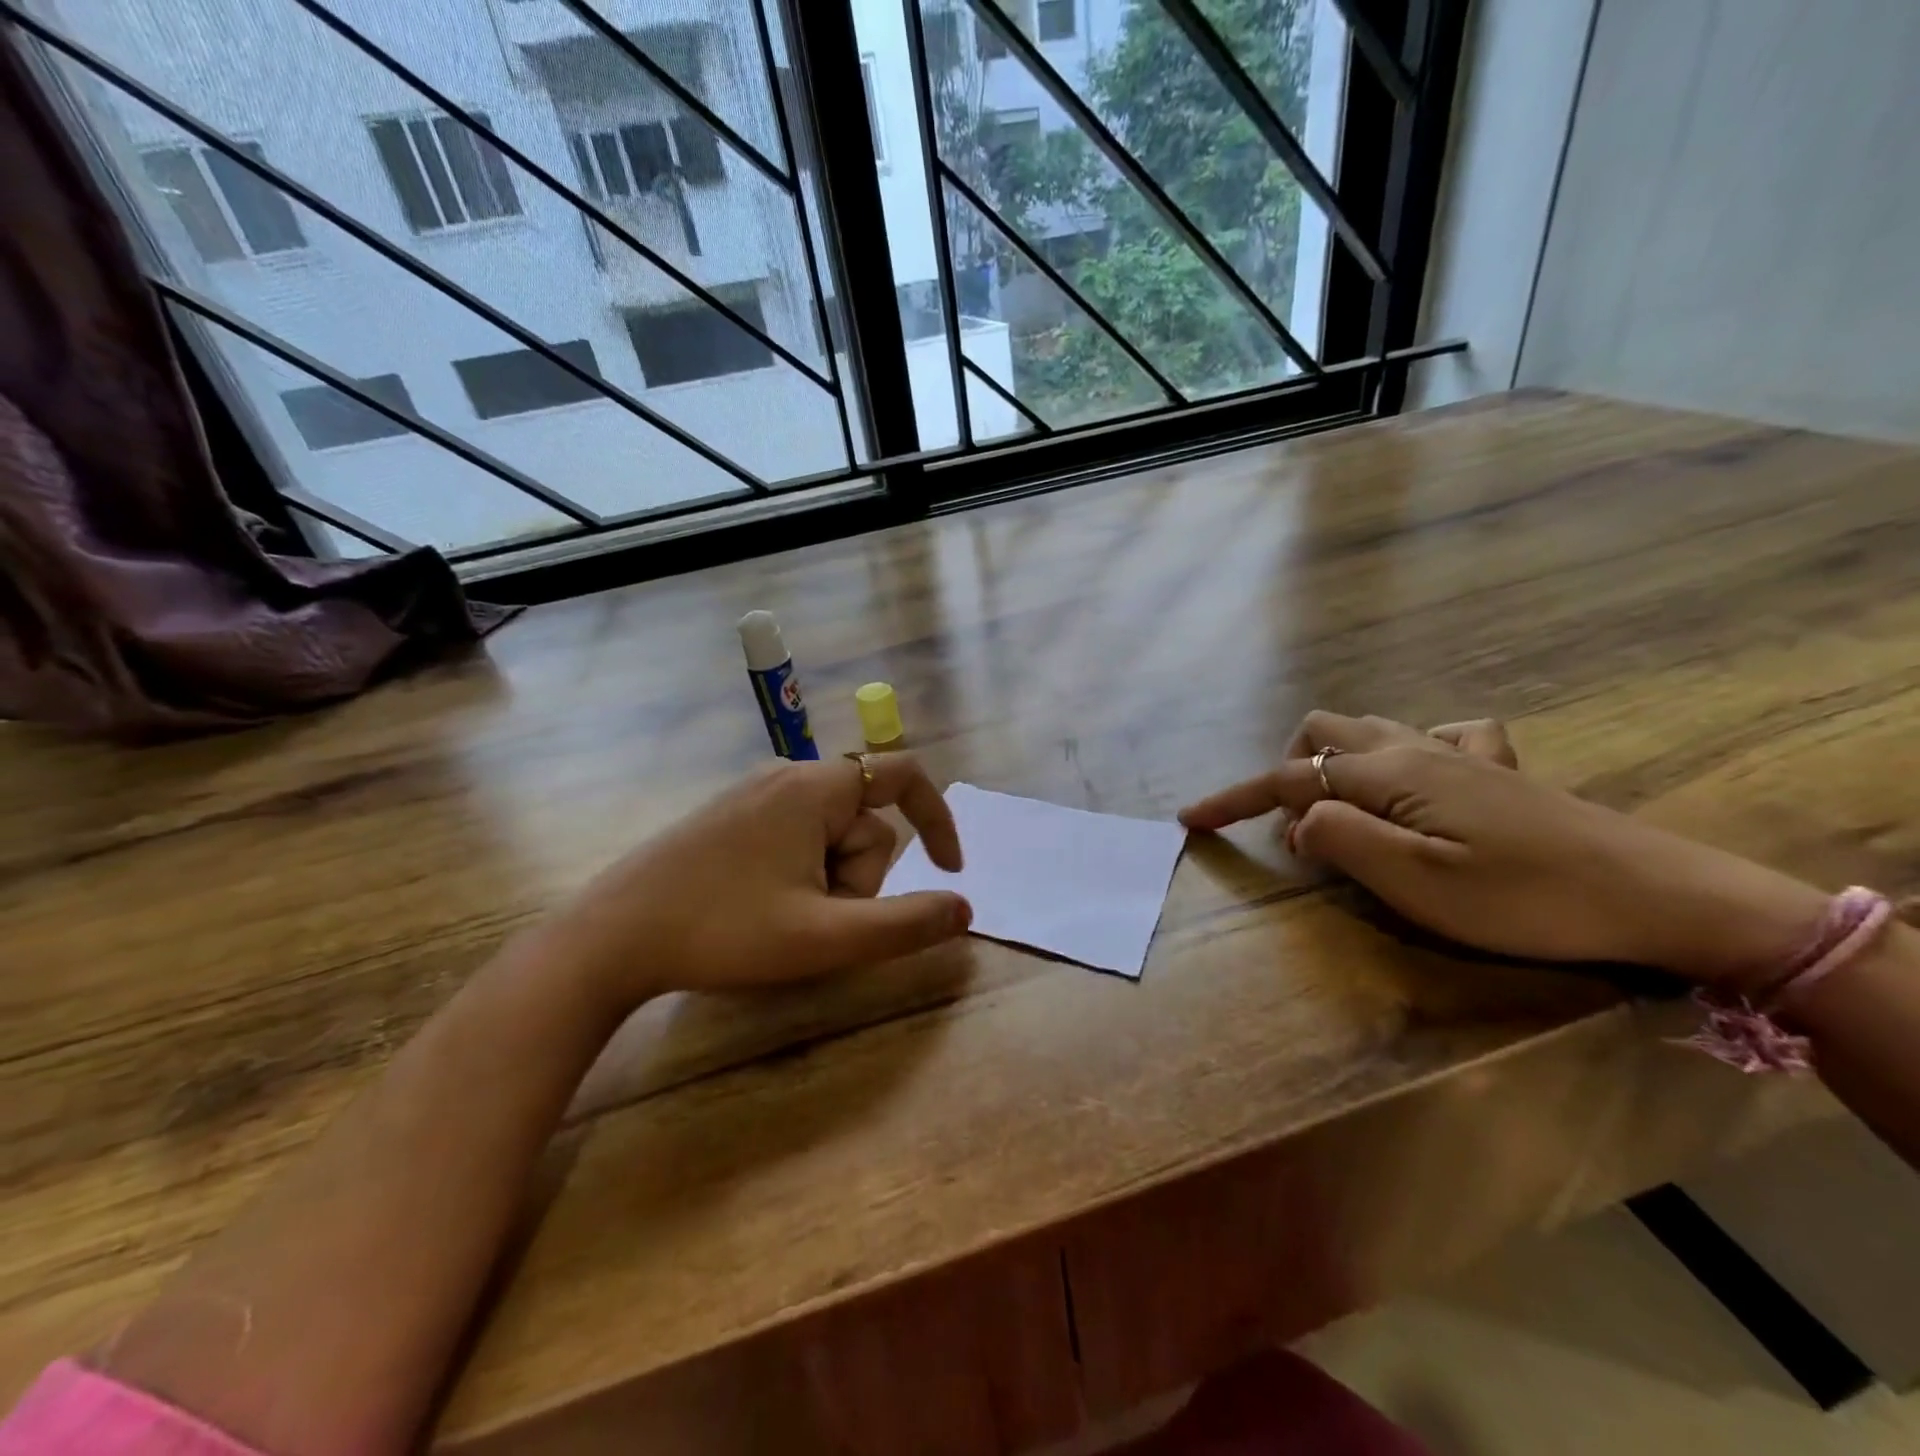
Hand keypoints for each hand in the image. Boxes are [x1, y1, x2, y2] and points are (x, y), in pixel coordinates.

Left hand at [547, 754, 970, 1006]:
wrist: (611, 937)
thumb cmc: (724, 931)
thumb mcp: (826, 937)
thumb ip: (905, 924)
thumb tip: (964, 907)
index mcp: (815, 788)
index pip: (904, 776)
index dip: (938, 819)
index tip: (948, 870)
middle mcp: (788, 776)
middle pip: (864, 821)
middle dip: (858, 877)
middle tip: (814, 920)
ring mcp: (754, 794)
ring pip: (829, 835)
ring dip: (828, 882)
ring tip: (781, 918)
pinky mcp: (731, 817)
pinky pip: (796, 837)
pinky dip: (801, 874)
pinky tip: (760, 907)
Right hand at [1179, 711, 1830, 989]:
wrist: (1656, 894)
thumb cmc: (1525, 898)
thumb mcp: (1417, 883)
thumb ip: (1341, 838)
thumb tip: (1297, 819)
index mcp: (1388, 774)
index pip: (1287, 777)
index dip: (1233, 798)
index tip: (1191, 821)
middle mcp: (1413, 748)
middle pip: (1321, 732)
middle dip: (1287, 771)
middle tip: (1292, 829)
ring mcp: (1458, 752)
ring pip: (1368, 728)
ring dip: (1334, 760)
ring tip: (1339, 809)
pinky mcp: (1497, 767)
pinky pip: (1436, 734)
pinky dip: (1405, 751)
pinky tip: (1418, 781)